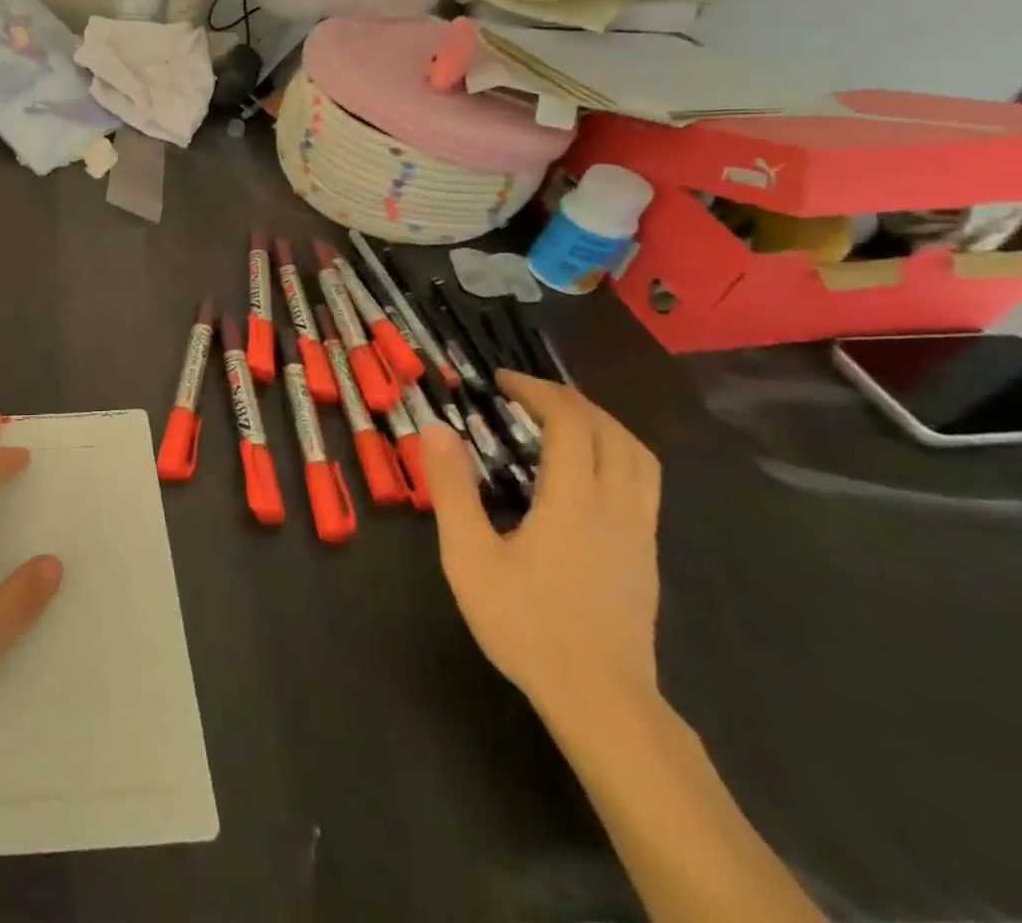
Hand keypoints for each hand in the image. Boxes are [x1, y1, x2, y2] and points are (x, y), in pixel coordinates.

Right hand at [421, 372, 661, 721]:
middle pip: (613, 433)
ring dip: (602, 425)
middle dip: (571, 401)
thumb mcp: (469, 555)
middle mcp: (617, 508)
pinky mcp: (645, 558)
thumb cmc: (526, 624)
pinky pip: (643, 484)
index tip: (502, 381)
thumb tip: (437, 428)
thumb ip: (452, 489)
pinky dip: (615, 455)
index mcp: (575, 501)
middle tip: (527, 394)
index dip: (538, 392)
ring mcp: (639, 534)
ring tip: (561, 421)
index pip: (571, 424)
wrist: (600, 701)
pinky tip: (584, 473)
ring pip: (640, 458)